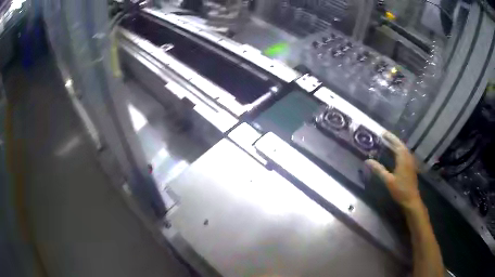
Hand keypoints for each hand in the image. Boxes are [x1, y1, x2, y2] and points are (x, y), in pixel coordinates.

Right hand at [365, 132, 420, 208]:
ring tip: (389, 142)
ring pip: (404, 149)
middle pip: (401, 145)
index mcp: (403, 159)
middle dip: (393, 140)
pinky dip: (400, 150)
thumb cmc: (400, 190)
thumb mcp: (388, 180)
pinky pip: (405, 154)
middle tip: (385, 136)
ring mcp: (411, 162)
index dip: (390, 138)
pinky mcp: (411, 167)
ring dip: (397, 144)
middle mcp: (408, 158)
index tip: (382, 133)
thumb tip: (367, 161)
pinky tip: (396, 153)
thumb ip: (379, 170)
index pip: (396, 144)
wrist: (411, 200)